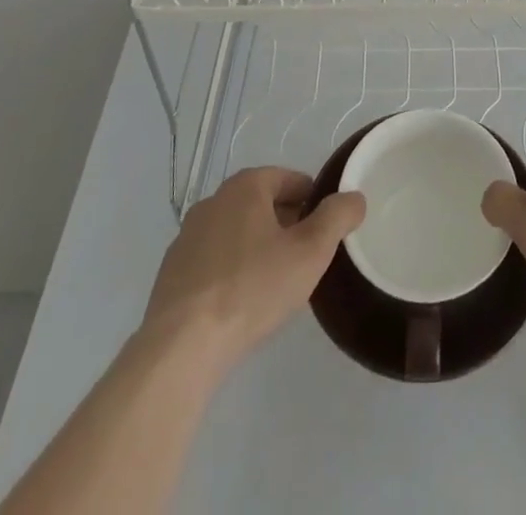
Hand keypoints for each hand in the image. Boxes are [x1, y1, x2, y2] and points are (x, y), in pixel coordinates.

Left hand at [142, 167, 364, 366]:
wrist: (182, 347)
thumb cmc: (253, 288)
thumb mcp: (311, 251)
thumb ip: (337, 217)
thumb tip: (354, 197)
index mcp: (246, 186)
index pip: (290, 179)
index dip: (314, 201)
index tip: (325, 231)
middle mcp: (213, 200)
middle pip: (262, 203)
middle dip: (286, 224)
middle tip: (305, 257)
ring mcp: (187, 236)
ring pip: (236, 231)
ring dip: (258, 246)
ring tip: (274, 282)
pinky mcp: (171, 272)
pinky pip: (213, 259)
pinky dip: (231, 269)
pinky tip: (240, 302)